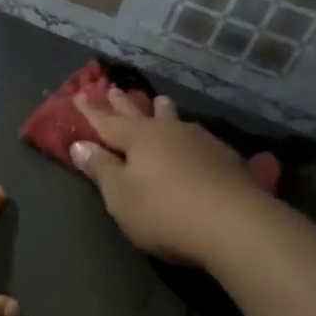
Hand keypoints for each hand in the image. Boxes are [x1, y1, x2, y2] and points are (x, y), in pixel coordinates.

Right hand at [71, 89, 267, 267]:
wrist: (236, 226)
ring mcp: (202, 144)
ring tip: (161, 101)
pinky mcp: (227, 162)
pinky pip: (199, 141)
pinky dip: (189, 137)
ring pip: (176, 122)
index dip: (91, 111)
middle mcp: (170, 132)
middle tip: (115, 89)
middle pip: (142, 115)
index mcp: (139, 138)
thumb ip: (101, 169)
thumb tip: (80, 145)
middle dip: (125, 105)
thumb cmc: (164, 211)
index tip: (79, 95)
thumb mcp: (121, 195)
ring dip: (164, 112)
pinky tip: (196, 140)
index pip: (107, 121)